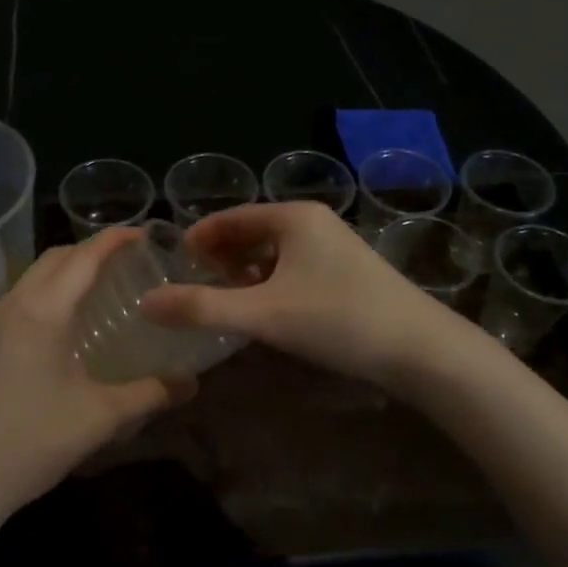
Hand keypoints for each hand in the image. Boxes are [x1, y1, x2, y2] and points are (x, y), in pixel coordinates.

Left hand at [0, 228, 195, 536]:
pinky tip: (54, 338)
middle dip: (88, 252)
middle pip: (53, 259)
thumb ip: (150, 394)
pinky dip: (41, 302)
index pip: (84, 257)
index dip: (115, 240)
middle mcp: (11, 307)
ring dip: (62, 276)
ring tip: (93, 296)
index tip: (143, 233)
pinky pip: (13, 307)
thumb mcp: (100, 418)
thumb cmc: (32, 441)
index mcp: (44, 312)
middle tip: (123, 264)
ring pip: (29, 282)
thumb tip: (190, 383)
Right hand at [139, 202, 465, 390]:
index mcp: (293, 217)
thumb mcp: (262, 315)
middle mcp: (315, 222)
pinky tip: (268, 312)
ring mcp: (336, 246)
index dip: (198, 238)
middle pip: (252, 231)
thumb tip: (146, 302)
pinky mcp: (349, 271)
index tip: (174, 265)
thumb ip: (202, 308)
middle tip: (197, 288)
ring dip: (246, 272)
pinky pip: (296, 267)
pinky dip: (272, 283)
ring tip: (227, 302)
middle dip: (221, 256)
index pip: (230, 217)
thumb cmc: (337, 320)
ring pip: (275, 252)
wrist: (421, 349)